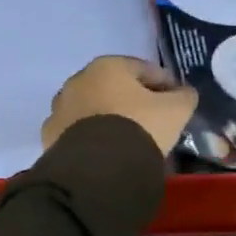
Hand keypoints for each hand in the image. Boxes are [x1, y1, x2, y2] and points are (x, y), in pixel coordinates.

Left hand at [42, 56, 198, 155]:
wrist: (98, 169)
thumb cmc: (139, 127)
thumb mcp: (175, 110)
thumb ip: (184, 96)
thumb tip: (185, 93)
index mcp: (107, 66)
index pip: (144, 70)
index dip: (165, 84)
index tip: (178, 101)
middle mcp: (78, 80)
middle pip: (114, 88)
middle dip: (133, 101)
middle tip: (153, 121)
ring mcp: (60, 109)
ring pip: (93, 110)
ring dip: (109, 118)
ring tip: (129, 140)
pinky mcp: (50, 136)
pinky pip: (78, 133)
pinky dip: (92, 138)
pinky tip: (107, 153)